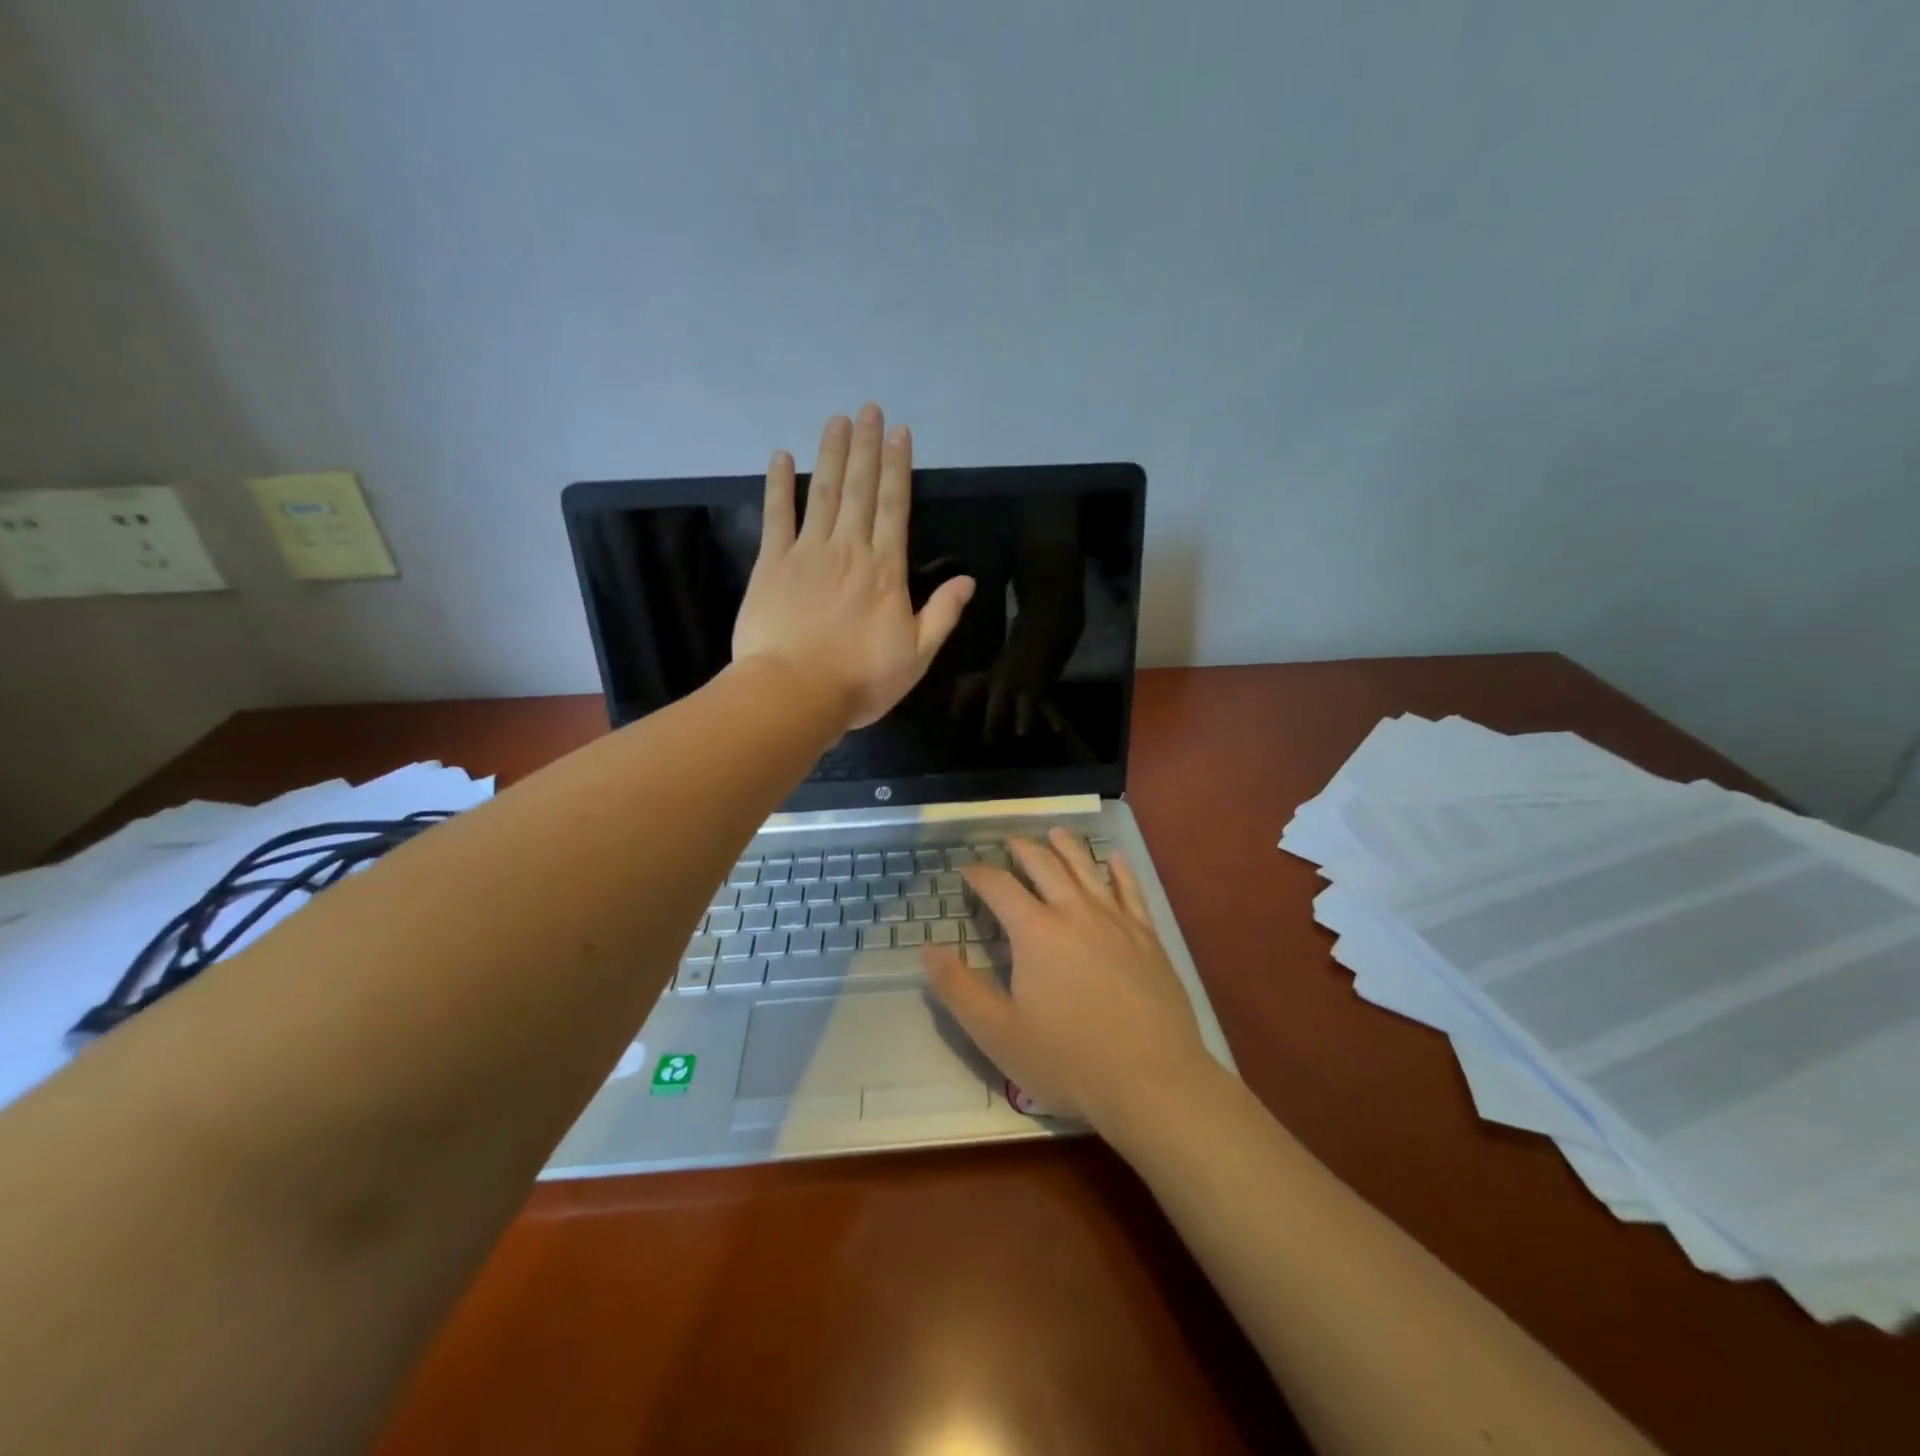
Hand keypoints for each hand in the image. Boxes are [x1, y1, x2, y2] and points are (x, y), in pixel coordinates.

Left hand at [733, 404, 975, 730]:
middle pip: (859, 489)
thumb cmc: (860, 680)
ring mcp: (807, 552)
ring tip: (837, 420)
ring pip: (822, 492)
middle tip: (868, 409)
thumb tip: (967, 580)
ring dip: (831, 454)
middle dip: (866, 447)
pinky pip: (776, 515)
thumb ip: (942, 615)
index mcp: (886, 570)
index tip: (899, 433)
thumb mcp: (917, 656)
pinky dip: (778, 485)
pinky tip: (781, 457)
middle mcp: (849, 549)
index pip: (894, 506)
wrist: (794, 693)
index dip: (897, 467)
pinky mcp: (771, 564)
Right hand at [924, 829, 1209, 1132]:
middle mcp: (1074, 912)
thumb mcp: (997, 1033)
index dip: (979, 874)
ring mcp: (1116, 921)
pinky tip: (1115, 859)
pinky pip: (1131, 891)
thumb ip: (958, 988)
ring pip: (1087, 869)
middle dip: (1024, 850)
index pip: (1000, 887)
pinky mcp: (1148, 937)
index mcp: (1035, 931)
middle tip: (1011, 842)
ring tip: (1056, 833)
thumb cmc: (1068, 1060)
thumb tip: (928, 948)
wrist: (1152, 1081)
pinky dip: (1119, 870)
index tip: (967, 870)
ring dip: (1068, 847)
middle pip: (1045, 865)